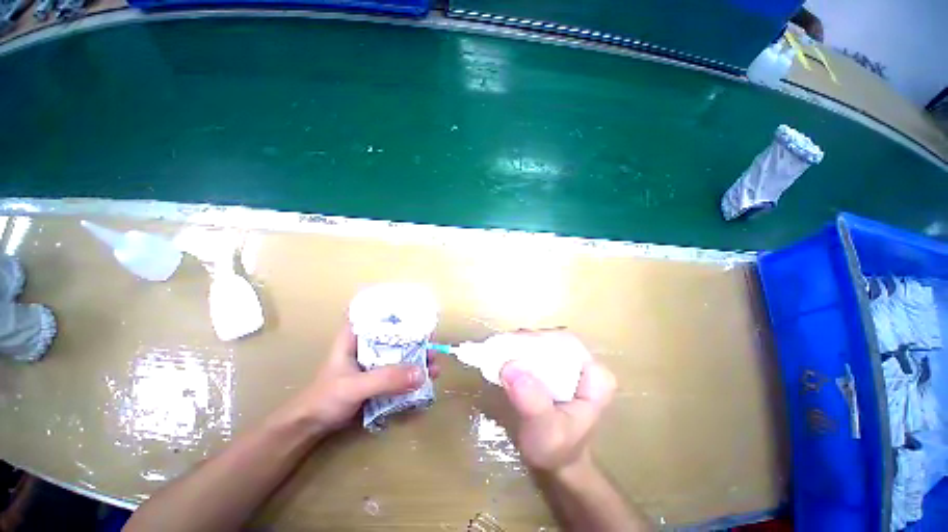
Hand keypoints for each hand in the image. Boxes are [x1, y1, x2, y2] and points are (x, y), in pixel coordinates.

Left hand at [282, 324, 441, 433]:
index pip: (381, 314)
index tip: (421, 315)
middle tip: (433, 349)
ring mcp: (375, 361)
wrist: (312, 427)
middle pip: (398, 335)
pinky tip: (426, 381)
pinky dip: (413, 375)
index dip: (401, 311)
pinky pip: (401, 371)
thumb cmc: (326, 398)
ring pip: (402, 354)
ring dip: (419, 359)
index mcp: (358, 336)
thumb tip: (422, 372)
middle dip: (417, 340)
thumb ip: (386, 379)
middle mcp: (369, 344)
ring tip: (434, 368)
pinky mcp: (380, 377)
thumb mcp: (355, 386)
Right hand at [500, 335, 615, 473]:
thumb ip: (532, 402)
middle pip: (552, 339)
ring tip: (498, 353)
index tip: (512, 348)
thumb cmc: (556, 451)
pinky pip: (535, 351)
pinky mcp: (555, 367)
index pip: (565, 343)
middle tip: (499, 350)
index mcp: (596, 377)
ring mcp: (570, 364)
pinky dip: (518, 352)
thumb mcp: (546, 433)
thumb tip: (510, 366)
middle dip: (524, 342)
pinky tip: (504, 358)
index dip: (537, 340)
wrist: (556, 465)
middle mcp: (585, 364)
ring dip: (519, 345)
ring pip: (542, 342)